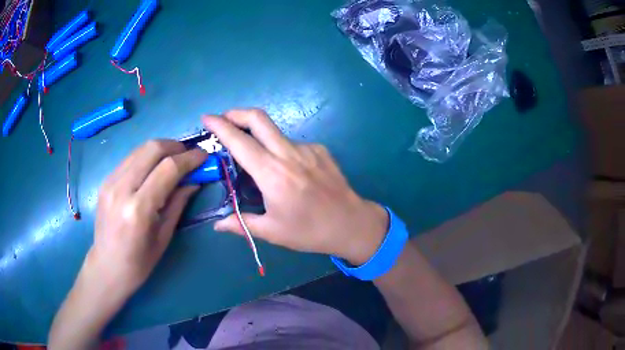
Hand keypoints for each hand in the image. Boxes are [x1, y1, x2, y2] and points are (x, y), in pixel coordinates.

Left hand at [87, 140, 206, 297]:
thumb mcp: (164, 237)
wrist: (106, 266)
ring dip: (161, 149)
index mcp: (138, 209)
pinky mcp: (105, 180)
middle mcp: (122, 188)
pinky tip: (153, 168)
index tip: (204, 156)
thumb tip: (194, 181)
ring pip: (140, 149)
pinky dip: (146, 157)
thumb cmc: (139, 262)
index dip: (189, 159)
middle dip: (175, 147)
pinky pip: (130, 158)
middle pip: (152, 149)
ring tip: (173, 159)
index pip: (168, 168)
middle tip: (188, 156)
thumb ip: (178, 204)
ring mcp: (110, 181)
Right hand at [204, 109, 387, 264]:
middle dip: (236, 113)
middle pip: (259, 118)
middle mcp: (289, 153)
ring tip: (255, 157)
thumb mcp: (272, 231)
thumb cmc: (310, 231)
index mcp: (272, 174)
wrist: (352, 224)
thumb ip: (241, 224)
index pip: (239, 141)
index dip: (220, 126)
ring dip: (258, 135)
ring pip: (275, 131)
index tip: (207, 118)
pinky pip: (293, 144)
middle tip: (224, 121)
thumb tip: (217, 224)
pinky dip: (280, 150)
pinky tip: (286, 170)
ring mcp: (308, 148)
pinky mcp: (321, 150)